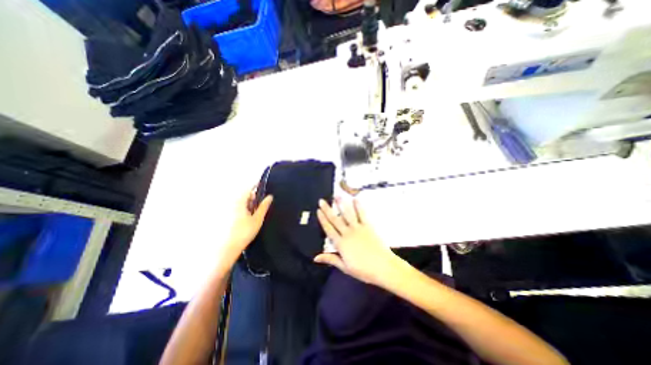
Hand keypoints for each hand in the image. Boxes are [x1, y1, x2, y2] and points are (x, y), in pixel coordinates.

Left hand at [223, 189, 271, 263]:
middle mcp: (231, 204)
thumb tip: (270, 196)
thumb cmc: (244, 232)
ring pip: (240, 202)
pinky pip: (236, 208)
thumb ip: (264, 206)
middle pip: (244, 195)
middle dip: (253, 197)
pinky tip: (246, 219)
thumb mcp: (257, 219)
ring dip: (248, 204)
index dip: (256, 185)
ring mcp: (227, 210)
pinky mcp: (225, 217)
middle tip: (261, 204)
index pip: (248, 189)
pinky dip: (243, 209)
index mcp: (239, 202)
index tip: (262, 184)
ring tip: (254, 213)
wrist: (227, 248)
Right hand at [313, 198, 399, 286]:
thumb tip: (315, 257)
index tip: (318, 211)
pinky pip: (362, 214)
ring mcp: (358, 228)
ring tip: (336, 196)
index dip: (322, 219)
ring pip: (347, 214)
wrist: (383, 267)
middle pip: (335, 219)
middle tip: (322, 200)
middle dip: (327, 209)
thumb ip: (331, 259)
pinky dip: (358, 206)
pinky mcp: (368, 226)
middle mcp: (347, 233)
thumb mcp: (345, 267)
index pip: (329, 229)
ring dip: (341, 204)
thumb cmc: (363, 270)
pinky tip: (355, 199)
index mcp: (341, 244)